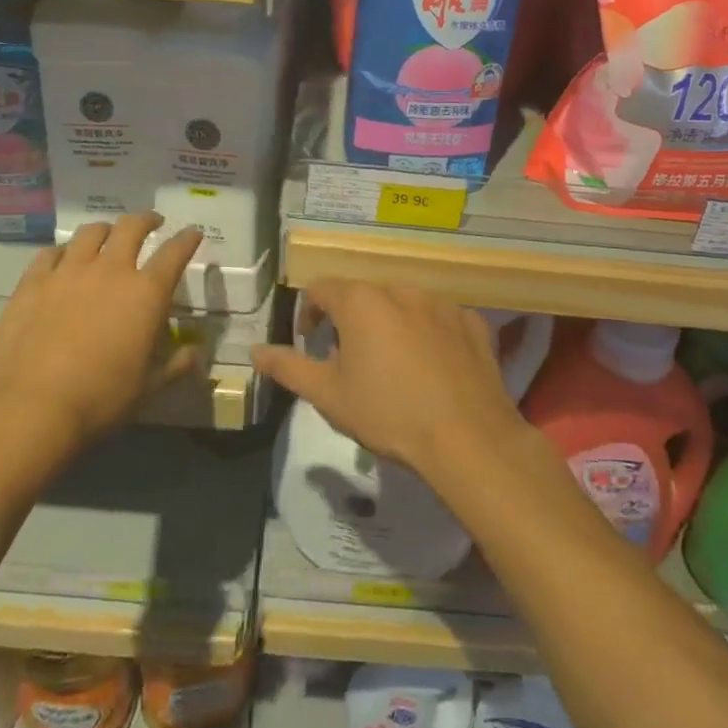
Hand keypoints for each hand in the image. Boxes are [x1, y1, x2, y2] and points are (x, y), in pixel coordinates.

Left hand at [0, 213, 202, 456]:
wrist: (30, 408)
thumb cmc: (100, 399)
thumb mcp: (148, 388)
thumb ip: (176, 366)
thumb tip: (196, 354)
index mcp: (146, 294)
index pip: (175, 253)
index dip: (187, 239)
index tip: (193, 233)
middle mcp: (110, 271)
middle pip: (132, 227)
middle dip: (146, 220)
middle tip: (152, 223)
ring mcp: (68, 273)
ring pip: (91, 232)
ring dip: (106, 230)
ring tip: (108, 237)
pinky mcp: (32, 283)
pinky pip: (51, 253)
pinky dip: (64, 251)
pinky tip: (63, 261)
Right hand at [252, 282, 523, 478]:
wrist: (467, 437)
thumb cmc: (388, 413)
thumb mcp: (328, 395)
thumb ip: (288, 367)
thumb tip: (255, 351)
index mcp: (361, 302)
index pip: (321, 290)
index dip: (309, 314)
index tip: (310, 343)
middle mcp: (401, 290)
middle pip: (364, 296)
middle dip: (350, 321)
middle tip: (350, 361)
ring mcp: (442, 303)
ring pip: (404, 305)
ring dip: (390, 325)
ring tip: (392, 366)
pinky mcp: (472, 322)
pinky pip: (440, 320)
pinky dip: (429, 335)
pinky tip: (432, 369)